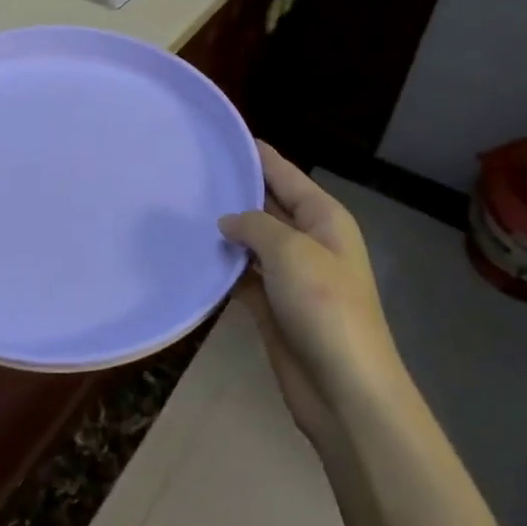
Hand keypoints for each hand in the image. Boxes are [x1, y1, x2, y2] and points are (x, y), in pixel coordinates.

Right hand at [219, 143, 406, 449]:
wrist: (343, 388)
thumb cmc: (324, 307)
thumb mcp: (291, 251)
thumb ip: (255, 226)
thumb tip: (228, 221)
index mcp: (325, 220)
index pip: (287, 175)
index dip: (260, 156)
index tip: (228, 137)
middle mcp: (309, 242)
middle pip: (269, 207)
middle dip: (236, 192)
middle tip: (191, 173)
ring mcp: (291, 277)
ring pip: (253, 243)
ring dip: (226, 232)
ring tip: (182, 209)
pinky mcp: (273, 308)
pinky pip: (243, 277)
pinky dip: (223, 269)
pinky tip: (193, 256)